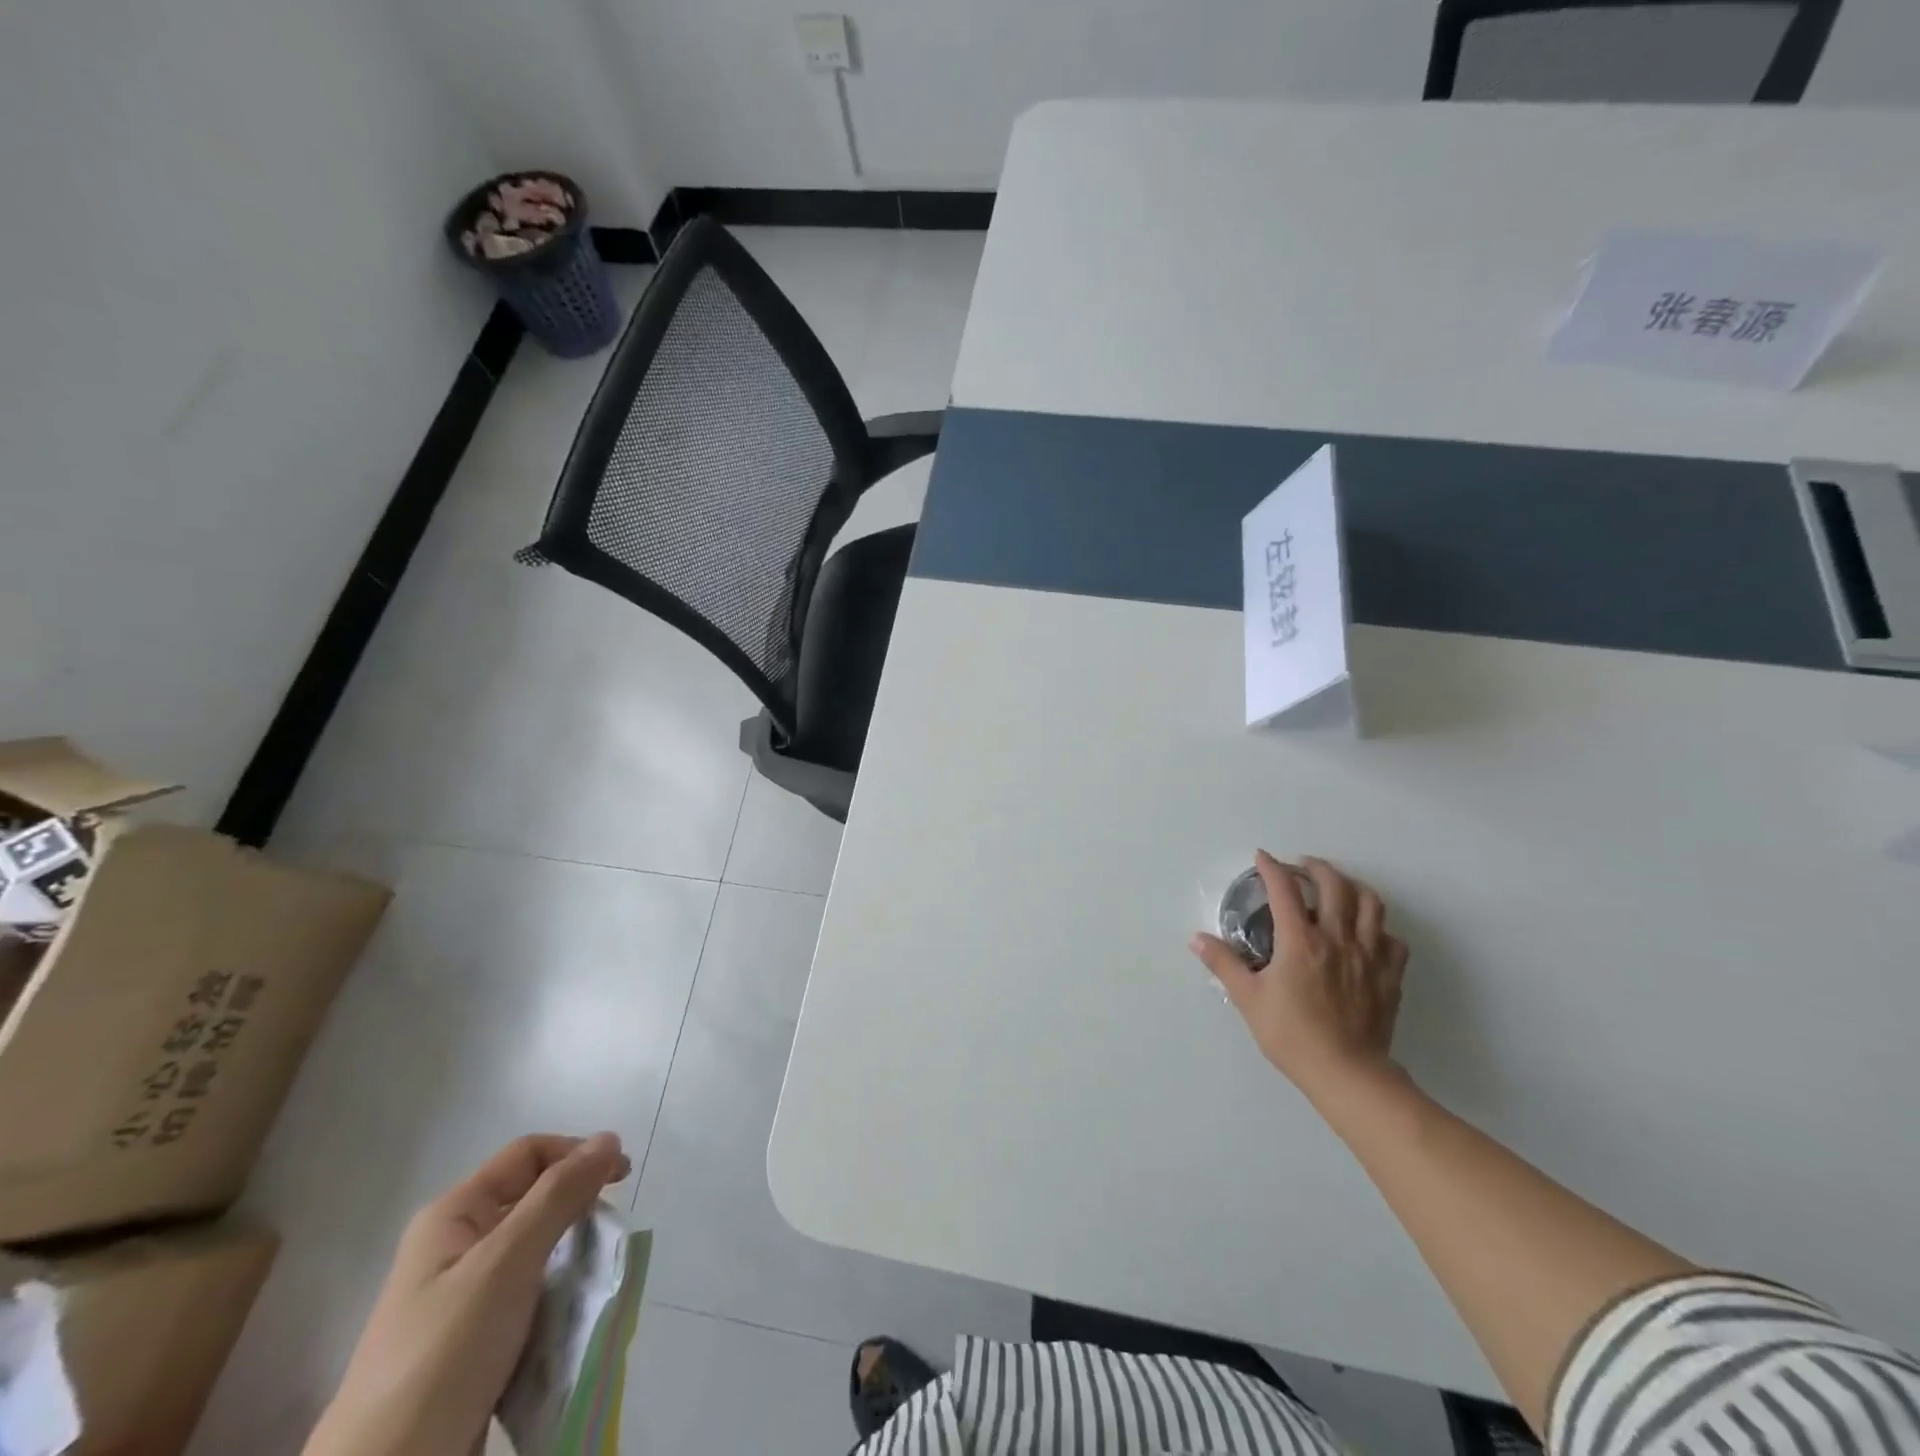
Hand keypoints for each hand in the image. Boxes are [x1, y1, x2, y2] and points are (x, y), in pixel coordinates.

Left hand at [304, 1133, 629, 1455]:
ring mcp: (462, 1298)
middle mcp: (456, 1246)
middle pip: (534, 1200)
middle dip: (578, 1209)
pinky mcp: (473, 1343)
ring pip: (536, 1251)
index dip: (578, 1154)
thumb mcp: (506, 1263)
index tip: (623, 1179)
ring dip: (573, 1258)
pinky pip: (529, 1298)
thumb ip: (559, 1196)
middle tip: (610, 1235)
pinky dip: (558, 1298)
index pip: (529, 1154)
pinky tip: (573, 1318)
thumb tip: (608, 1138)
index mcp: (453, 1215)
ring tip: (595, 1281)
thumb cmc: (443, 1355)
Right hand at [1191, 852, 1407, 1097]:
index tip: (1262, 857)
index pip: (1284, 889)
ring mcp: (1369, 954)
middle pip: (1334, 884)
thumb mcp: (1248, 998)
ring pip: (1371, 903)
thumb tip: (1196, 939)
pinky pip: (1392, 939)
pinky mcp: (1390, 975)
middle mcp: (1337, 937)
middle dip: (1315, 867)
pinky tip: (1366, 933)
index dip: (1271, 868)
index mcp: (1300, 940)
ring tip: (1338, 887)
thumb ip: (1223, 963)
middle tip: (1301, 867)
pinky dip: (1378, 928)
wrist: (1347, 1073)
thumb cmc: (1292, 1034)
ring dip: (1353, 886)